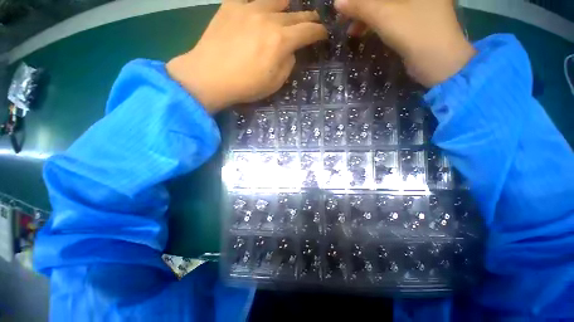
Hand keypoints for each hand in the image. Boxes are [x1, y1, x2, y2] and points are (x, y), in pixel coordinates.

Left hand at [167, 0, 327, 111]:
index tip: (323, 34)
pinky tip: (262, 10)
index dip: (319, 32)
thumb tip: (290, 50)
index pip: (308, 31)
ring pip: (276, 1)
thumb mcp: (274, 83)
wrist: (209, 76)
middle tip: (312, 22)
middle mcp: (268, 18)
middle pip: (295, 14)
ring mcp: (248, 8)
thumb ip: (287, 64)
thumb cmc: (245, 86)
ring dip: (287, 8)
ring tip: (288, 13)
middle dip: (307, 19)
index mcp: (280, 41)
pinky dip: (261, 4)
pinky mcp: (231, 6)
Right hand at [335, 0, 475, 86]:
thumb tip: (337, 2)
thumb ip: (361, 7)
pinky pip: (388, 15)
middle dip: (362, 5)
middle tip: (344, 15)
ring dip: (365, 15)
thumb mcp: (385, 17)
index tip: (346, 4)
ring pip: (384, 5)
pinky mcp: (413, 19)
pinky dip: (373, 22)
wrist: (439, 63)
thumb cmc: (415, 33)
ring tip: (350, 29)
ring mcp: (417, 4)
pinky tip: (360, 31)